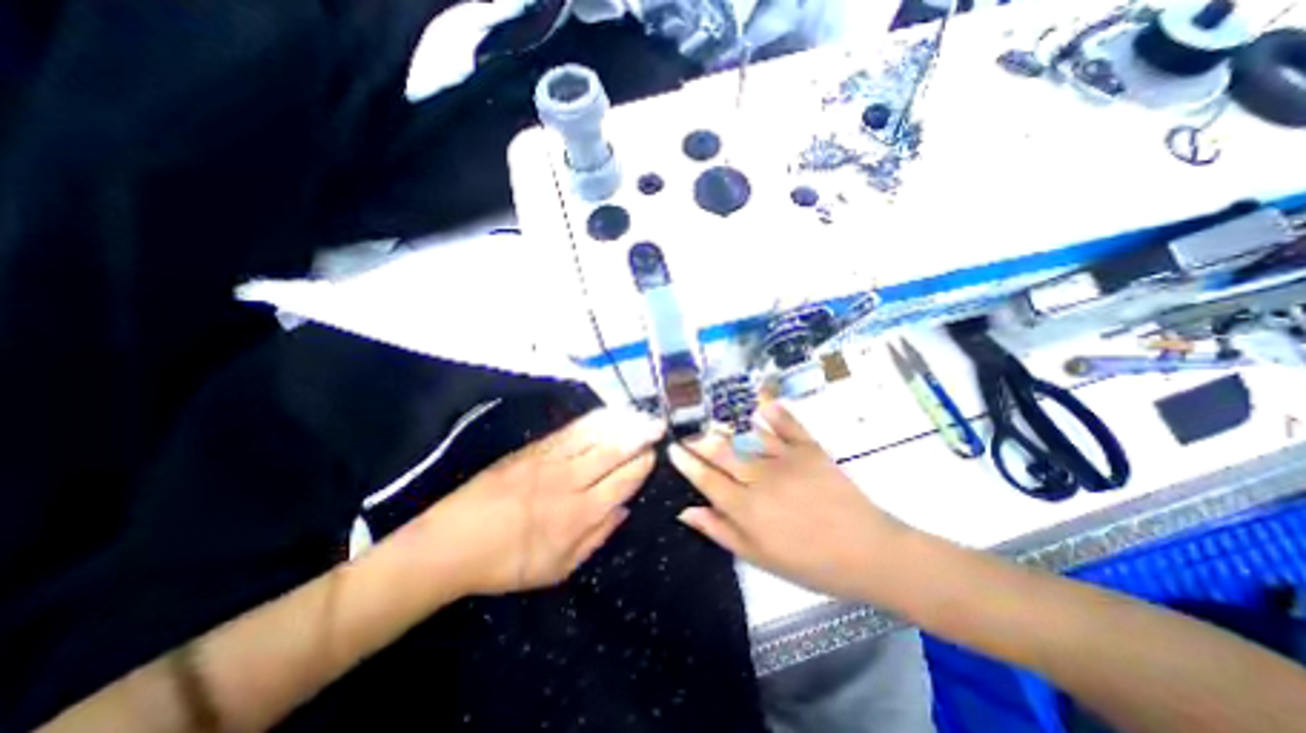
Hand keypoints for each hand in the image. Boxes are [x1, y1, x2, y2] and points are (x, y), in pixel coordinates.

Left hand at [419, 406, 664, 593]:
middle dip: (640, 437)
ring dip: (622, 423)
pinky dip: (594, 420)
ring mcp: (551, 461)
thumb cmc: (506, 563)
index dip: (642, 465)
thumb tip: (624, 509)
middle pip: (614, 452)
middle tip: (659, 425)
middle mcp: (570, 482)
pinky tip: (607, 413)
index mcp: (579, 515)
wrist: (451, 543)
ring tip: (640, 414)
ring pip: (595, 436)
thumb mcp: (557, 569)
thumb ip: (596, 538)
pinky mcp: (533, 449)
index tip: (654, 454)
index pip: (623, 482)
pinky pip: (571, 430)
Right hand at [674, 396, 909, 601]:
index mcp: (746, 508)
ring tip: (710, 418)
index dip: (686, 462)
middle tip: (687, 433)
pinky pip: (786, 424)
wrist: (868, 553)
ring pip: (745, 435)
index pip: (705, 478)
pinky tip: (760, 399)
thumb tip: (686, 511)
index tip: (672, 448)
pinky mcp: (809, 449)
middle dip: (699, 440)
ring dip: (725, 424)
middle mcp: (760, 478)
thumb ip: (721, 531)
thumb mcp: (760, 558)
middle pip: (721, 452)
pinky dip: (772, 410)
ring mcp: (785, 459)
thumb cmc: (810, 563)